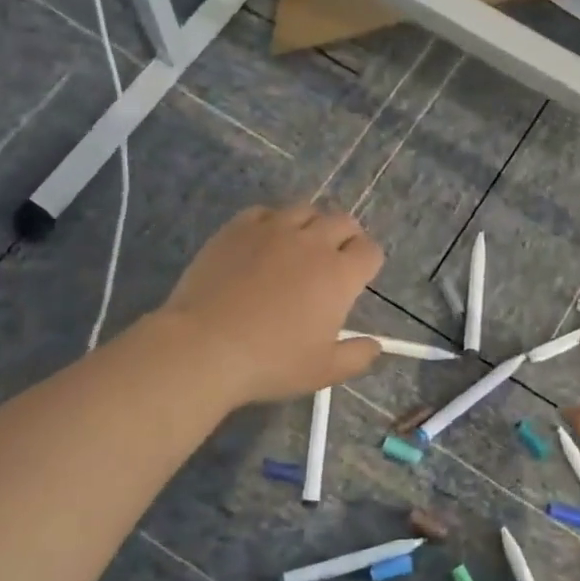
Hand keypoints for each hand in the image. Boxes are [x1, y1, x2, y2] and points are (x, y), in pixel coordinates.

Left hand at [155, 204, 384, 405]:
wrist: (204, 346)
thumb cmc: (271, 362)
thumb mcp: (324, 371)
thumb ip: (357, 356)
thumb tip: (375, 346)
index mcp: (339, 275)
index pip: (370, 251)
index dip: (368, 262)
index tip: (358, 278)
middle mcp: (312, 242)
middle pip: (343, 221)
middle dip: (346, 237)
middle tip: (334, 259)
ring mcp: (273, 230)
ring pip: (305, 210)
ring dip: (311, 225)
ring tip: (300, 246)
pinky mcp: (238, 228)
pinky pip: (265, 212)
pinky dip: (272, 223)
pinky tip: (263, 244)